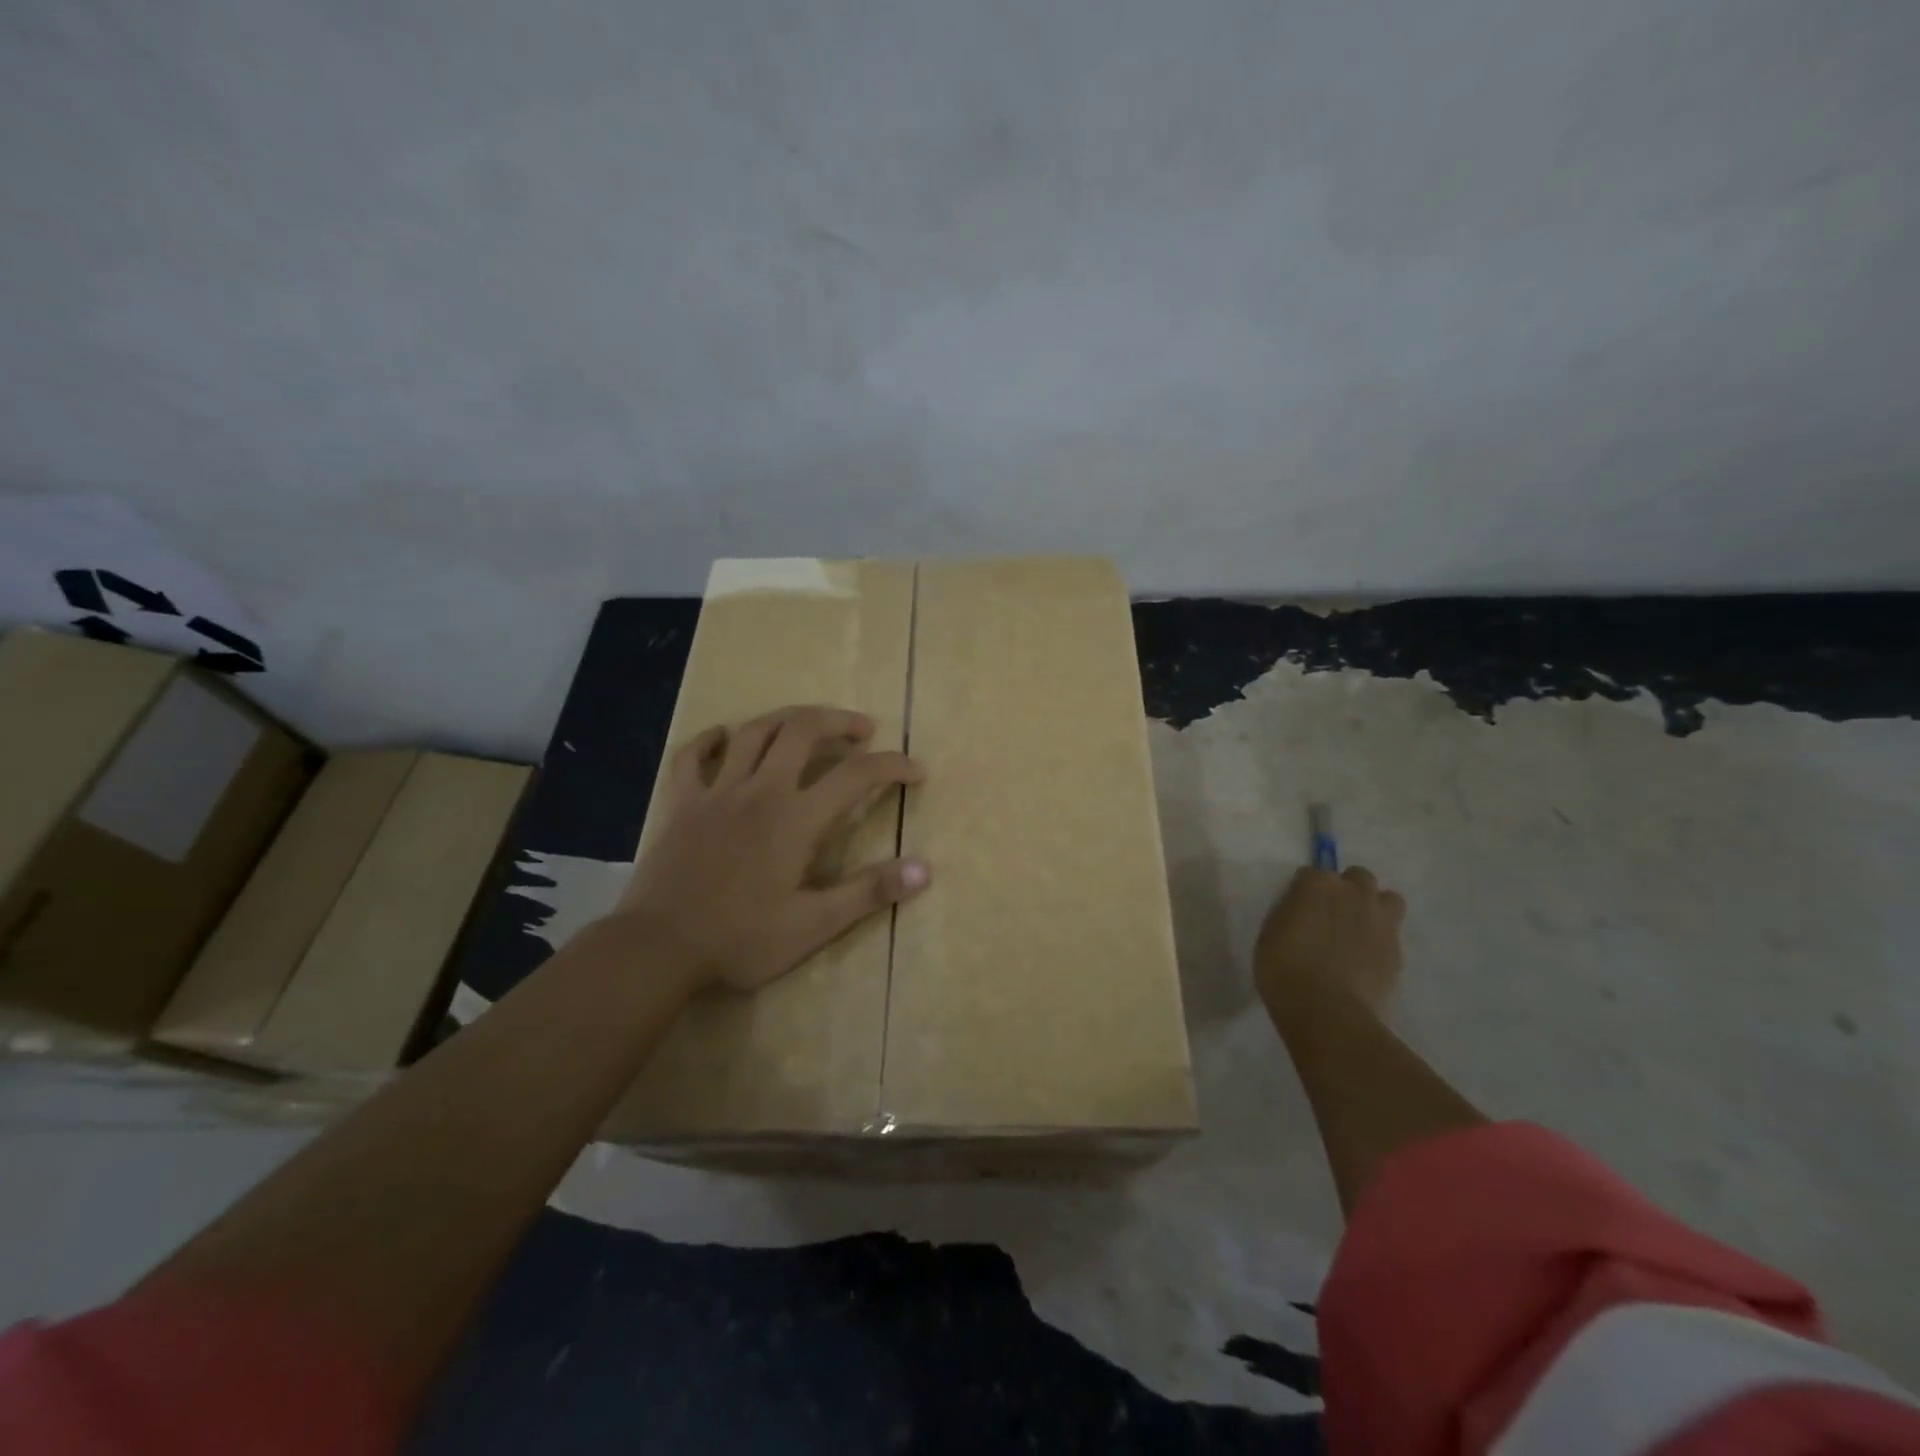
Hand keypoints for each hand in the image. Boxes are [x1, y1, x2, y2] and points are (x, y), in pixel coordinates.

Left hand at [616, 705, 929, 991]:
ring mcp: (716, 791)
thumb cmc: (741, 939)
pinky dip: (711, 739)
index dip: (894, 765)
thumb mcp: (814, 924)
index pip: (858, 775)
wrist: (658, 948)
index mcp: (797, 818)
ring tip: (807, 723)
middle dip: (839, 721)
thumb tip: (924, 869)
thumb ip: (869, 892)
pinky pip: (693, 755)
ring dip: (786, 718)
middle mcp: (760, 790)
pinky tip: (724, 737)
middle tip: (862, 730)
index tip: (916, 770)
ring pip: (754, 731)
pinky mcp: (681, 802)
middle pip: (803, 730)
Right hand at [1254, 866, 1404, 1021]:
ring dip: (1374, 908)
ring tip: (1359, 931)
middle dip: (1347, 891)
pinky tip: (1366, 960)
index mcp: (1316, 884)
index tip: (1299, 909)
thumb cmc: (1283, 969)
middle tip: (1332, 915)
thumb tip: (1302, 913)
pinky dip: (1381, 941)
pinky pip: (1392, 935)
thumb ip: (1292, 913)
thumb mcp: (1271, 933)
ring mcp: (1381, 920)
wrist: (1326, 1010)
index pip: (1312, 874)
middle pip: (1357, 877)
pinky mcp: (1398, 949)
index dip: (1305, 891)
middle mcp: (1353, 893)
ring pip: (1388, 899)